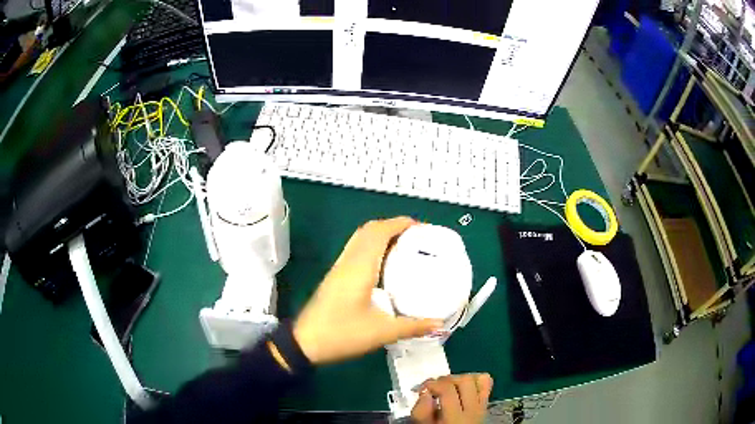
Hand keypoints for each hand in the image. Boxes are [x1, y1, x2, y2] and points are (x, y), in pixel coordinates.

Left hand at [292, 217, 442, 363]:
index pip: (379, 232)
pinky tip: (384, 266)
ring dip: (381, 235)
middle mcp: (348, 261)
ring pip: (360, 239)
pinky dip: (372, 248)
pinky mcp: (335, 277)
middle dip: (392, 226)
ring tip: (404, 247)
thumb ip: (412, 327)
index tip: (421, 227)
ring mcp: (339, 268)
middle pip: (368, 230)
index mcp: (360, 267)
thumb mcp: (382, 332)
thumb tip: (439, 323)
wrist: (305, 343)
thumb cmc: (342, 334)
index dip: (399, 223)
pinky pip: (355, 251)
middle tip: (415, 237)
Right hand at [411, 374, 492, 423]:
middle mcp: (474, 409)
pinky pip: (486, 384)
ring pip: (479, 378)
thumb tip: (425, 392)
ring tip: (447, 387)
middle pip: (465, 380)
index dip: (432, 384)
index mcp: (456, 418)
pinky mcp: (485, 404)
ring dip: (461, 378)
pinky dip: (474, 380)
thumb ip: (421, 412)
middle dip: (446, 380)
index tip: (422, 389)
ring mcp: (483, 406)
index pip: (448, 390)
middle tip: (434, 388)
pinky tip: (461, 388)